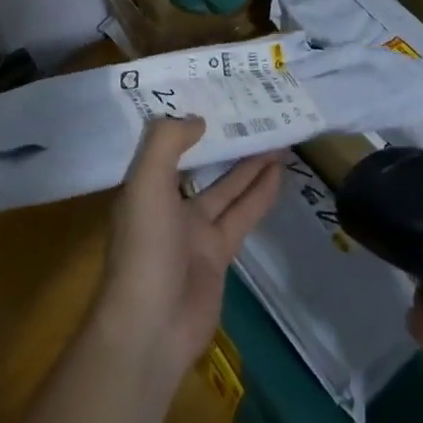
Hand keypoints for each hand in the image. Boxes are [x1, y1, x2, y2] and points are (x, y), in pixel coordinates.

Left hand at [93, 118, 282, 387]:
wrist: (152, 327)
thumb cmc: (144, 248)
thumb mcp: (146, 184)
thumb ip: (166, 143)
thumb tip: (198, 119)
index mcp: (144, 187)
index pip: (165, 145)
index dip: (185, 121)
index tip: (207, 95)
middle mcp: (168, 205)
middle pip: (201, 164)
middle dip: (224, 141)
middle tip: (252, 112)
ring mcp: (194, 232)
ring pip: (227, 188)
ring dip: (250, 165)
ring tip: (276, 137)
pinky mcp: (219, 255)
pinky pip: (242, 216)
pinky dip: (259, 195)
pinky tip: (278, 173)